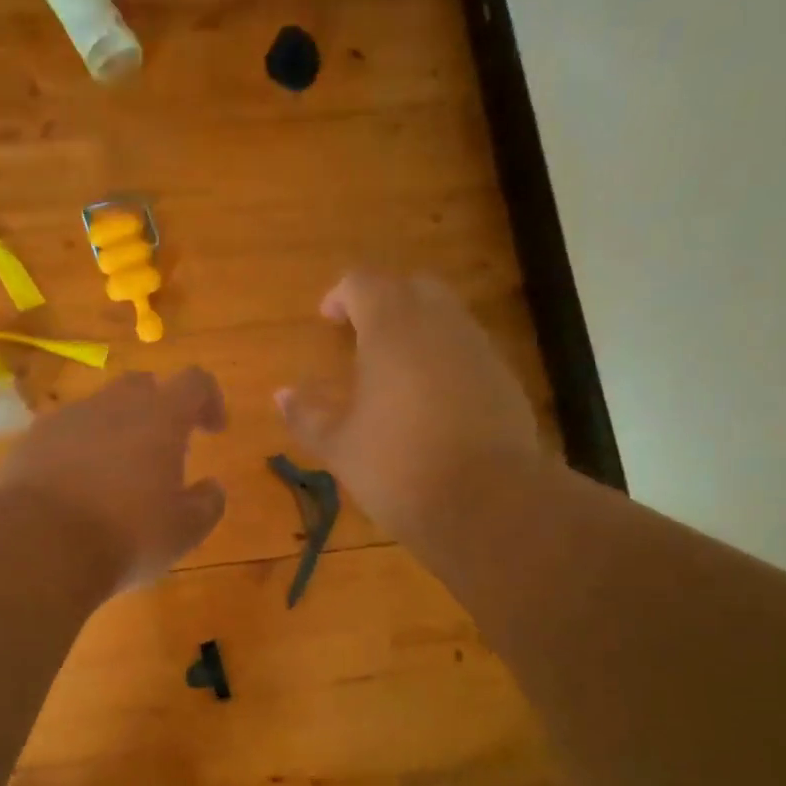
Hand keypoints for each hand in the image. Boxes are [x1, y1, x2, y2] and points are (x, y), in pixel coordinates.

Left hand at [0, 367, 227, 593]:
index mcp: (160, 418)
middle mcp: (114, 405)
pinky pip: (65, 434)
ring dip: (115, 431)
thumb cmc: (126, 535)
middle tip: (162, 450)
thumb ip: (207, 503)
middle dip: (157, 409)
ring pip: (100, 409)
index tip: (213, 430)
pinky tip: (76, 487)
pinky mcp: (32, 440)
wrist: (39, 545)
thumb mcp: (184, 531)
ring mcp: (68, 419)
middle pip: (142, 386)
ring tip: (116, 476)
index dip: (209, 400)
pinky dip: (78, 450)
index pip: (194, 383)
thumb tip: (212, 487)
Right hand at [276, 272, 542, 539]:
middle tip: (361, 334)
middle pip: (411, 287)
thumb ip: (306, 415)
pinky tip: (431, 397)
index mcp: (391, 328)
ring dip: (417, 327)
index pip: (364, 282)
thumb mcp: (339, 446)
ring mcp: (478, 347)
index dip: (341, 295)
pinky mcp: (505, 376)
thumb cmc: (398, 467)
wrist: (487, 503)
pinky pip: (468, 347)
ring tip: (394, 367)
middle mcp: (439, 324)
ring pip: (446, 314)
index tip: (327, 319)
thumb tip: (281, 395)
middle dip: (384, 301)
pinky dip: (445, 355)